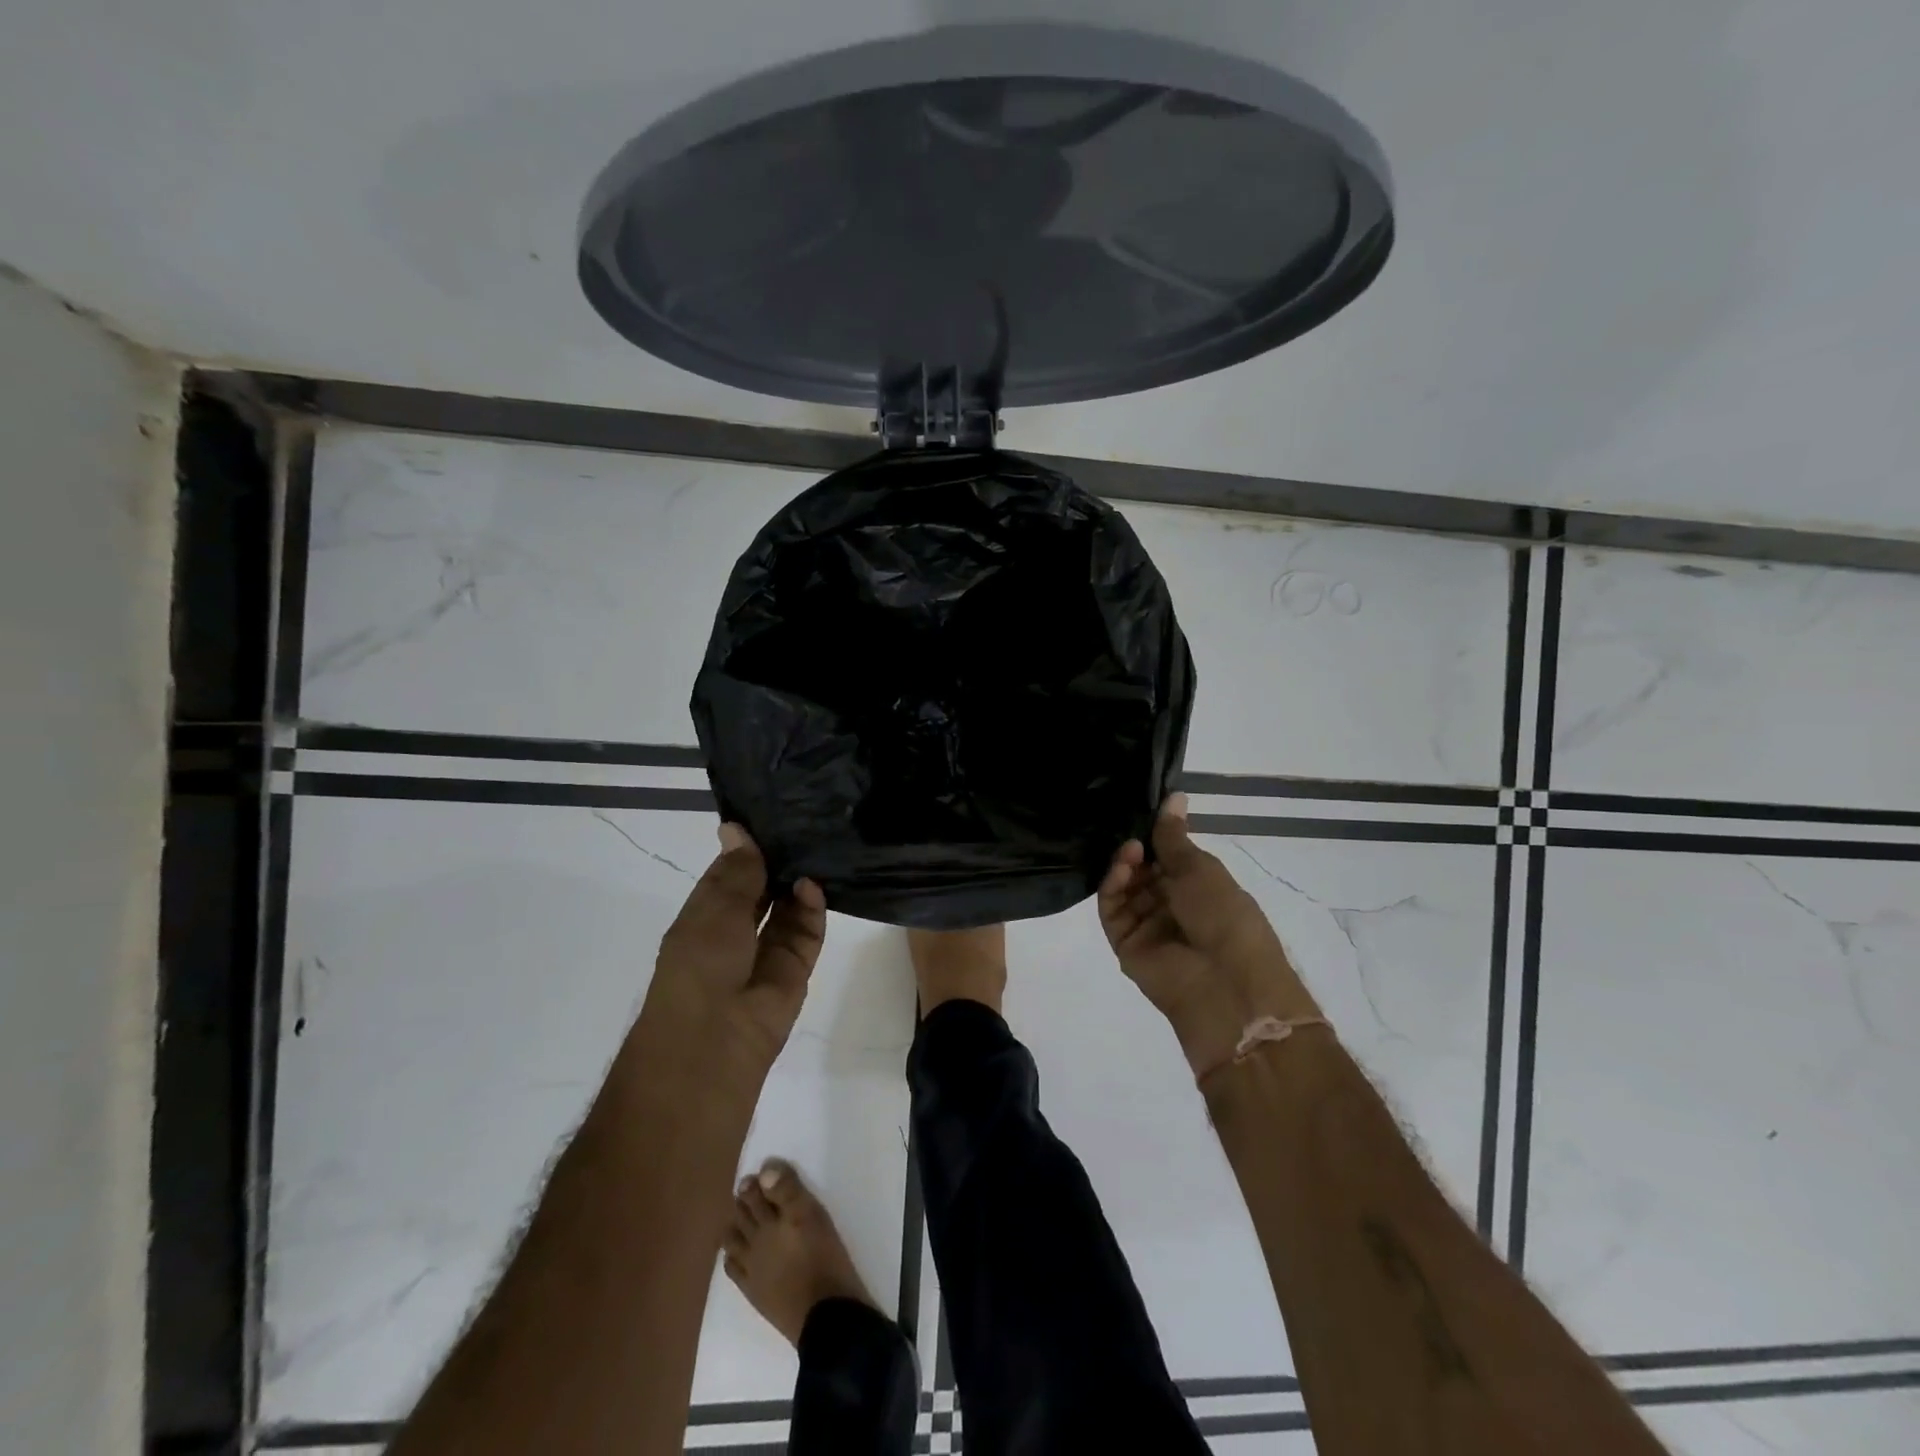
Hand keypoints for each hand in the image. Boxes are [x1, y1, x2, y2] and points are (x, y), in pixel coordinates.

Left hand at [637, 823, 827, 1085]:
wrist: (716, 1039)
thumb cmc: (700, 965)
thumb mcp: (715, 909)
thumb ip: (737, 871)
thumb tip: (735, 827)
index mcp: (705, 915)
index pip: (730, 873)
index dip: (747, 847)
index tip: (772, 815)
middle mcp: (735, 930)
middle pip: (762, 888)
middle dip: (778, 862)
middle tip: (805, 825)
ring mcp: (766, 951)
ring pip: (788, 908)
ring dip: (798, 882)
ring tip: (816, 847)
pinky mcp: (795, 968)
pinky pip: (807, 931)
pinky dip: (812, 909)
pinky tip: (814, 885)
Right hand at [1098, 797, 1319, 1074]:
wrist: (1227, 985)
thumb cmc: (1226, 917)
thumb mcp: (1203, 869)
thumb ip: (1175, 836)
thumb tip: (1175, 795)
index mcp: (1200, 889)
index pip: (1168, 857)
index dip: (1155, 836)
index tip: (1143, 813)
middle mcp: (1173, 907)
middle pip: (1143, 871)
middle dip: (1137, 849)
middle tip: (1132, 833)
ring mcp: (1148, 927)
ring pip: (1124, 889)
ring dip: (1124, 865)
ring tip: (1130, 850)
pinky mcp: (1126, 945)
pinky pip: (1112, 911)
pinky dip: (1112, 887)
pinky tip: (1121, 868)